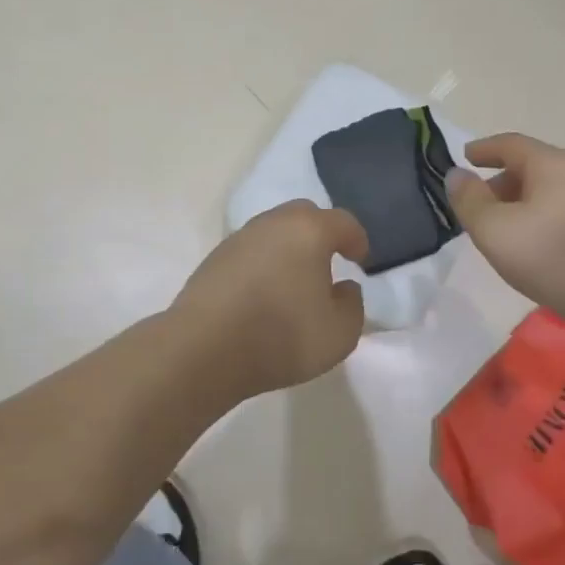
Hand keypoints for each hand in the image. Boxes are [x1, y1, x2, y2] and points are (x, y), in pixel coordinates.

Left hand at [171, 200, 369, 395]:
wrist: (204, 349)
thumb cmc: (281, 336)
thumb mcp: (340, 333)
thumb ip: (353, 305)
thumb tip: (343, 287)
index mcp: (309, 231)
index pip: (343, 222)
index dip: (357, 240)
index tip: (361, 261)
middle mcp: (273, 223)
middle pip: (304, 215)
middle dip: (321, 234)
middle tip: (328, 262)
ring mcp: (239, 238)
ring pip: (274, 231)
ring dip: (289, 248)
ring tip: (294, 280)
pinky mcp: (214, 258)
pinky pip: (251, 251)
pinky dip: (263, 263)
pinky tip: (263, 292)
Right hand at [445, 133, 564, 326]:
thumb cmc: (551, 255)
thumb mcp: (493, 229)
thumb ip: (469, 200)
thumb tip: (456, 175)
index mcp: (550, 164)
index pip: (510, 144)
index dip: (483, 149)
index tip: (464, 157)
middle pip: (530, 166)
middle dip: (499, 181)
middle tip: (476, 204)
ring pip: (546, 192)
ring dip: (519, 203)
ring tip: (500, 230)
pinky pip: (561, 212)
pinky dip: (538, 219)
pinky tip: (532, 247)